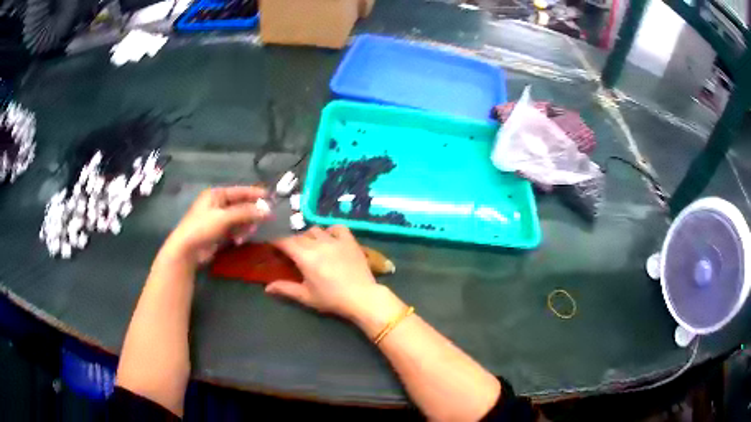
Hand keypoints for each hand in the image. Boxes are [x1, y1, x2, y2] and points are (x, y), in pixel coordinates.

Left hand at [161, 186, 269, 266]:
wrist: (187, 250)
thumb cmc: (202, 228)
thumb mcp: (224, 218)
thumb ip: (246, 213)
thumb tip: (267, 210)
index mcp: (216, 194)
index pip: (239, 191)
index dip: (255, 194)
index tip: (270, 197)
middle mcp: (217, 204)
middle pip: (241, 205)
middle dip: (251, 213)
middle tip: (263, 220)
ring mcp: (218, 219)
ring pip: (239, 219)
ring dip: (245, 226)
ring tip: (247, 234)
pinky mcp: (218, 232)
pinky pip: (234, 229)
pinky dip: (238, 234)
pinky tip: (238, 241)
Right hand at [266, 226, 381, 319]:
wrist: (362, 297)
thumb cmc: (332, 299)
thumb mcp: (306, 296)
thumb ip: (286, 289)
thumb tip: (267, 288)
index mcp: (305, 257)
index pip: (285, 241)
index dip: (277, 242)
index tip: (274, 247)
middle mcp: (318, 244)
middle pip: (299, 236)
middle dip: (292, 242)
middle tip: (292, 253)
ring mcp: (335, 240)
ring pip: (316, 229)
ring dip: (309, 236)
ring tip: (311, 246)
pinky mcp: (350, 240)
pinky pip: (337, 227)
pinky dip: (330, 231)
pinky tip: (330, 239)